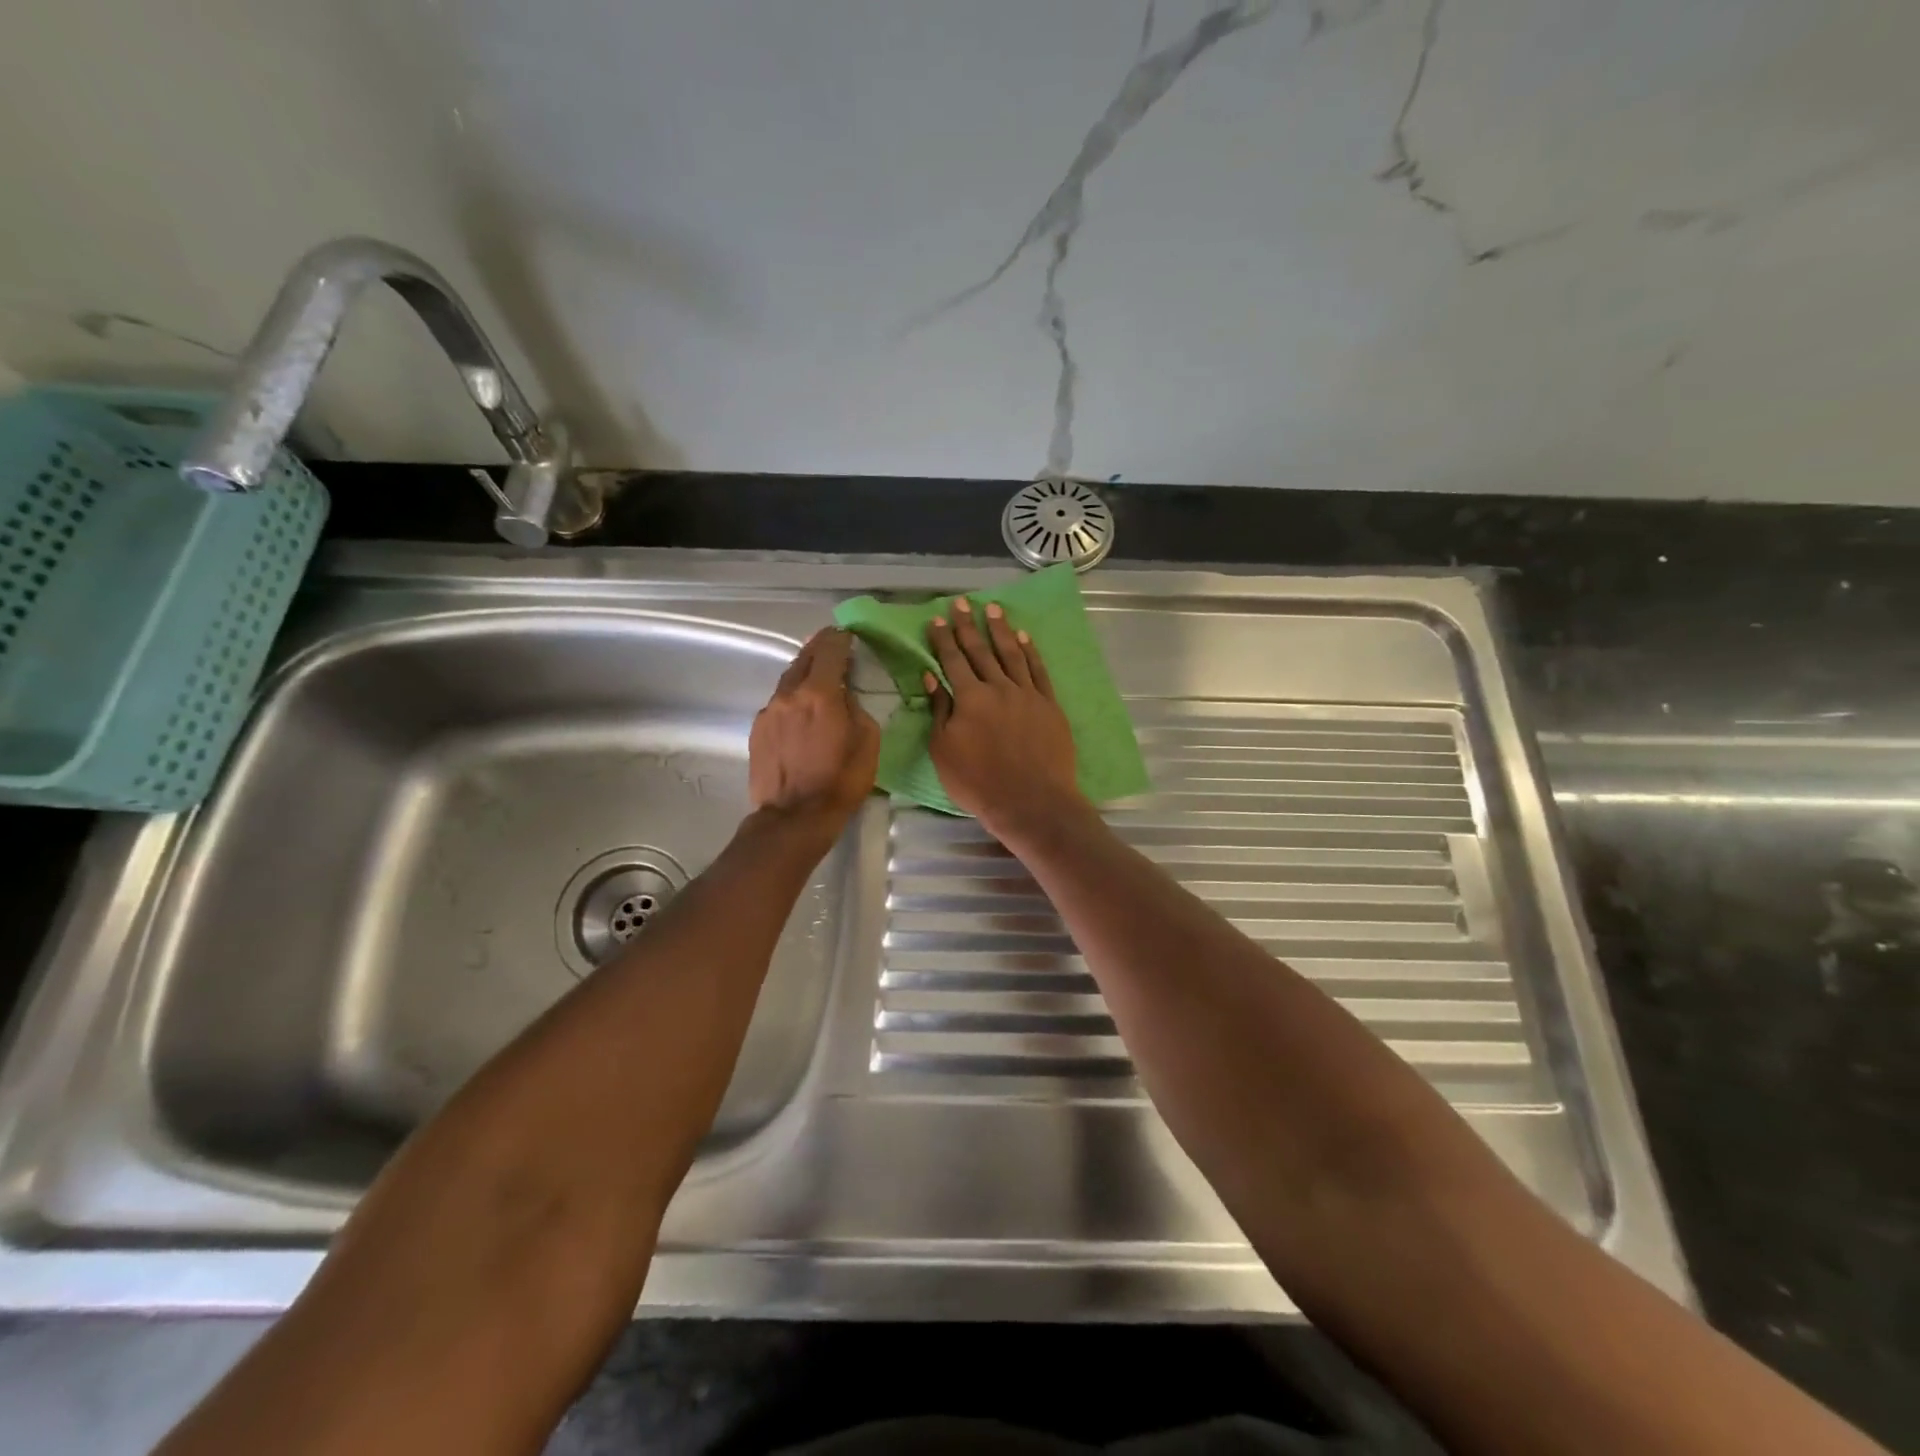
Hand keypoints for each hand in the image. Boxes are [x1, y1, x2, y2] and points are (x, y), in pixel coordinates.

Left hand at [749, 629, 879, 826]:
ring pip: (789, 680)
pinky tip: (800, 709)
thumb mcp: (867, 742)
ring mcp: (769, 711)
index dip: (840, 638)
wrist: (793, 817)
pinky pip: (778, 702)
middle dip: (820, 648)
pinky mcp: (758, 729)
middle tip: (832, 644)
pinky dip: (792, 697)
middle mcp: (790, 694)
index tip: (848, 635)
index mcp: (820, 694)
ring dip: (804, 672)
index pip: (829, 650)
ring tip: (817, 675)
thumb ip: (856, 708)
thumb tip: (844, 696)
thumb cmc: (840, 781)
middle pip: (804, 658)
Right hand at [926, 597, 1087, 839]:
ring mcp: (1027, 694)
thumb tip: (932, 678)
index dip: (943, 639)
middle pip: (980, 651)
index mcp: (969, 698)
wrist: (1031, 801)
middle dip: (968, 626)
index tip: (937, 619)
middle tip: (962, 603)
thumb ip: (940, 712)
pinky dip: (1031, 651)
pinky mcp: (1049, 705)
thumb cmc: (979, 782)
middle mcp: (998, 687)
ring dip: (1001, 630)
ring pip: (1011, 653)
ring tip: (993, 609)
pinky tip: (1024, 637)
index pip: (952, 661)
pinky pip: (1038, 670)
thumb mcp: (944, 751)